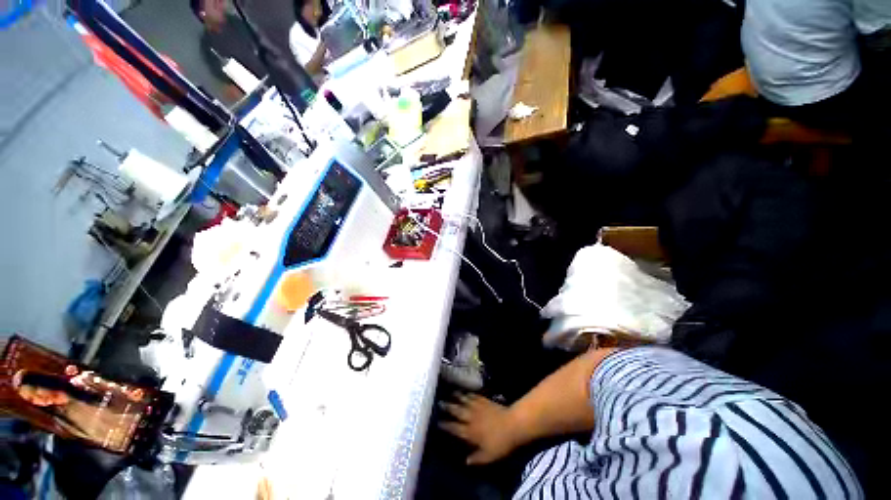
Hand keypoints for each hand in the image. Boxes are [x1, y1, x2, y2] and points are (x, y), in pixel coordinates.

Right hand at [438, 393, 518, 464]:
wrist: (512, 425)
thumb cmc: (501, 443)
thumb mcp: (489, 456)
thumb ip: (476, 458)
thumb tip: (465, 461)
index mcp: (471, 432)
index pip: (455, 428)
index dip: (446, 425)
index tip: (438, 421)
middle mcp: (471, 418)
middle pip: (457, 411)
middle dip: (448, 407)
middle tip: (440, 402)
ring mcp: (478, 407)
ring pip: (465, 401)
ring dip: (457, 397)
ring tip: (451, 393)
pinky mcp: (485, 401)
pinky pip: (474, 396)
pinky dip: (469, 394)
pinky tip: (466, 392)